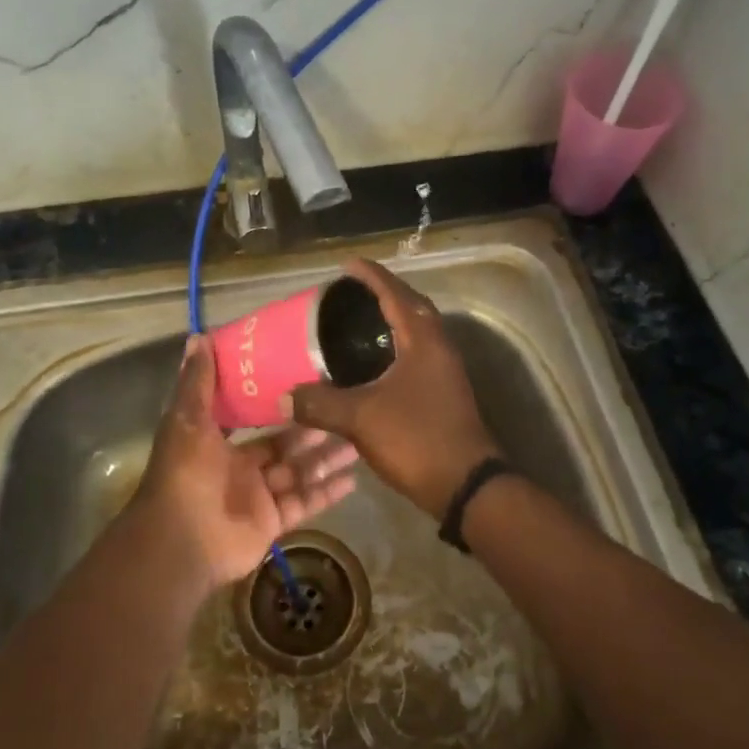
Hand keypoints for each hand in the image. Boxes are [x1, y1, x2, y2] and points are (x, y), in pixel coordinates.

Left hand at [127, 334, 358, 588]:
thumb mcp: (187, 421)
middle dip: (313, 428)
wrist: (182, 542)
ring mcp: (258, 496)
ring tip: (360, 441)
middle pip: (285, 444)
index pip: (255, 416)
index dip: (280, 400)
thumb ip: (197, 383)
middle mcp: (241, 467)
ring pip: (299, 472)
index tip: (308, 378)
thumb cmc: (185, 475)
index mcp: (219, 442)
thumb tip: (198, 336)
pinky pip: (304, 503)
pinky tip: (354, 478)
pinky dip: (327, 492)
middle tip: (347, 407)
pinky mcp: (273, 522)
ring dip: (327, 458)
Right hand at [283, 260, 501, 517]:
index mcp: (422, 340)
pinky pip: (418, 354)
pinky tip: (373, 363)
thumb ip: (320, 404)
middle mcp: (438, 347)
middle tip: (352, 291)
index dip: (371, 276)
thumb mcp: (360, 419)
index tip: (347, 264)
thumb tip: (283, 397)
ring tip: (358, 321)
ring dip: (392, 319)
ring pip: (418, 332)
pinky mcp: (444, 392)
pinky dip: (396, 346)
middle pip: (412, 306)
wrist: (464, 484)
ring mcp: (445, 371)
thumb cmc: (415, 439)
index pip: (395, 294)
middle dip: (384, 293)